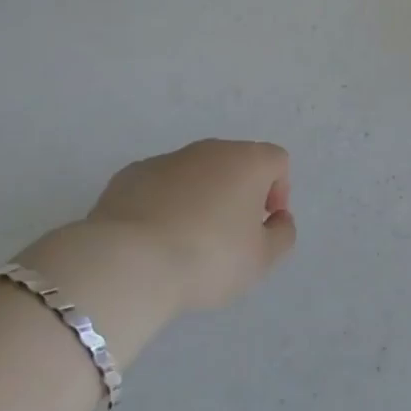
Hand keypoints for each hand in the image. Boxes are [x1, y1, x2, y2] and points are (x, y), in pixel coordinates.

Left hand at [26, 139, 296, 321]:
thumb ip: (281, 235)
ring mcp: (167, 159)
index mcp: (247, 161)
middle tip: (227, 238)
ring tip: (185, 243)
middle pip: (234, 163)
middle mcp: (210, 149)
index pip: (276, 161)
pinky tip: (152, 240)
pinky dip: (162, 205)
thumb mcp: (261, 260)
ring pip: (194, 173)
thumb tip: (278, 219)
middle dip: (237, 194)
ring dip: (199, 198)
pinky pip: (159, 186)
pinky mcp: (130, 175)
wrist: (129, 262)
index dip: (278, 192)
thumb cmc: (208, 258)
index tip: (263, 227)